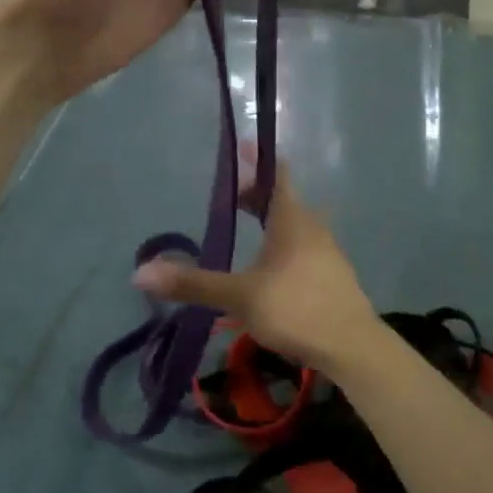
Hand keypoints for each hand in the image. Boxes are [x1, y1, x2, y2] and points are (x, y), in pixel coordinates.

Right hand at [132, 163, 381, 372]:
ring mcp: (327, 251)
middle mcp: (312, 227)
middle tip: (230, 198)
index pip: (276, 174)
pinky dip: (283, 244)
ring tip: (246, 229)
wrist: (352, 346)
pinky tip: (269, 268)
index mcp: (292, 220)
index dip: (258, 159)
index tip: (242, 146)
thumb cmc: (297, 309)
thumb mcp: (240, 296)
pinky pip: (303, 246)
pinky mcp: (332, 275)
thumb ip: (193, 284)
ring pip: (294, 225)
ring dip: (270, 221)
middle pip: (283, 200)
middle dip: (256, 195)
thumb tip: (140, 272)